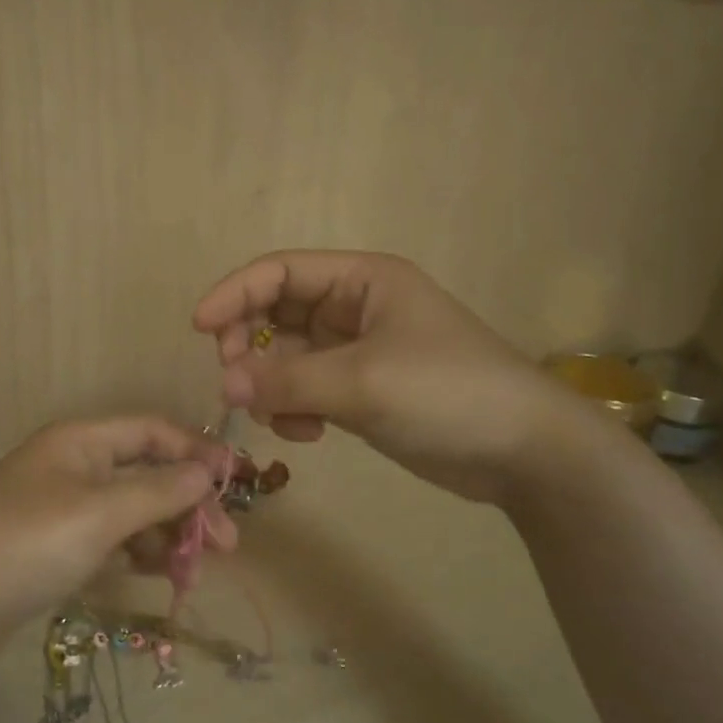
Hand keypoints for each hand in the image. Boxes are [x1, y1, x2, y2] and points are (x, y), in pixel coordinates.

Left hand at [0, 417, 230, 647]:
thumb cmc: (29, 543)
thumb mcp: (100, 514)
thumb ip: (159, 491)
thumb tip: (207, 471)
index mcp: (82, 442)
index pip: (153, 432)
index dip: (197, 452)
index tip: (237, 482)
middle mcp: (75, 466)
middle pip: (148, 474)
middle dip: (189, 506)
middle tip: (226, 545)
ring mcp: (64, 507)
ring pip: (132, 511)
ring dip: (168, 535)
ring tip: (196, 569)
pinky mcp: (57, 546)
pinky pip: (111, 540)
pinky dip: (138, 554)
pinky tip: (162, 576)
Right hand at [193, 250, 576, 504]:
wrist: (523, 451)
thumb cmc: (447, 393)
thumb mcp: (363, 381)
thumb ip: (287, 381)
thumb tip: (225, 386)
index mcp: (362, 280)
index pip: (280, 271)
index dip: (235, 293)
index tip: (199, 329)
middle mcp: (355, 308)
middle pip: (276, 313)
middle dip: (249, 345)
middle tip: (234, 382)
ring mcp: (357, 352)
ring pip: (287, 357)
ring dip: (272, 385)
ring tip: (280, 417)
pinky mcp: (360, 392)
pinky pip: (306, 390)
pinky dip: (295, 409)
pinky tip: (307, 435)